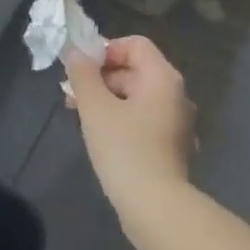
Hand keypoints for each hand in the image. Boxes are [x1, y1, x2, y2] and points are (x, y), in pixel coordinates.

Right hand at [63, 35, 197, 216]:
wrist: (155, 206)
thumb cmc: (124, 148)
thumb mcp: (95, 107)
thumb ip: (83, 75)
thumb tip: (76, 53)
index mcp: (162, 77)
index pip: (135, 44)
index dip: (105, 50)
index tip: (81, 69)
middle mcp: (176, 94)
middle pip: (136, 69)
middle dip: (100, 77)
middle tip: (71, 94)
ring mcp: (177, 121)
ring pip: (138, 96)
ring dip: (107, 98)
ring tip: (79, 115)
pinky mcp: (172, 145)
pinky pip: (144, 118)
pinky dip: (122, 118)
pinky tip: (100, 135)